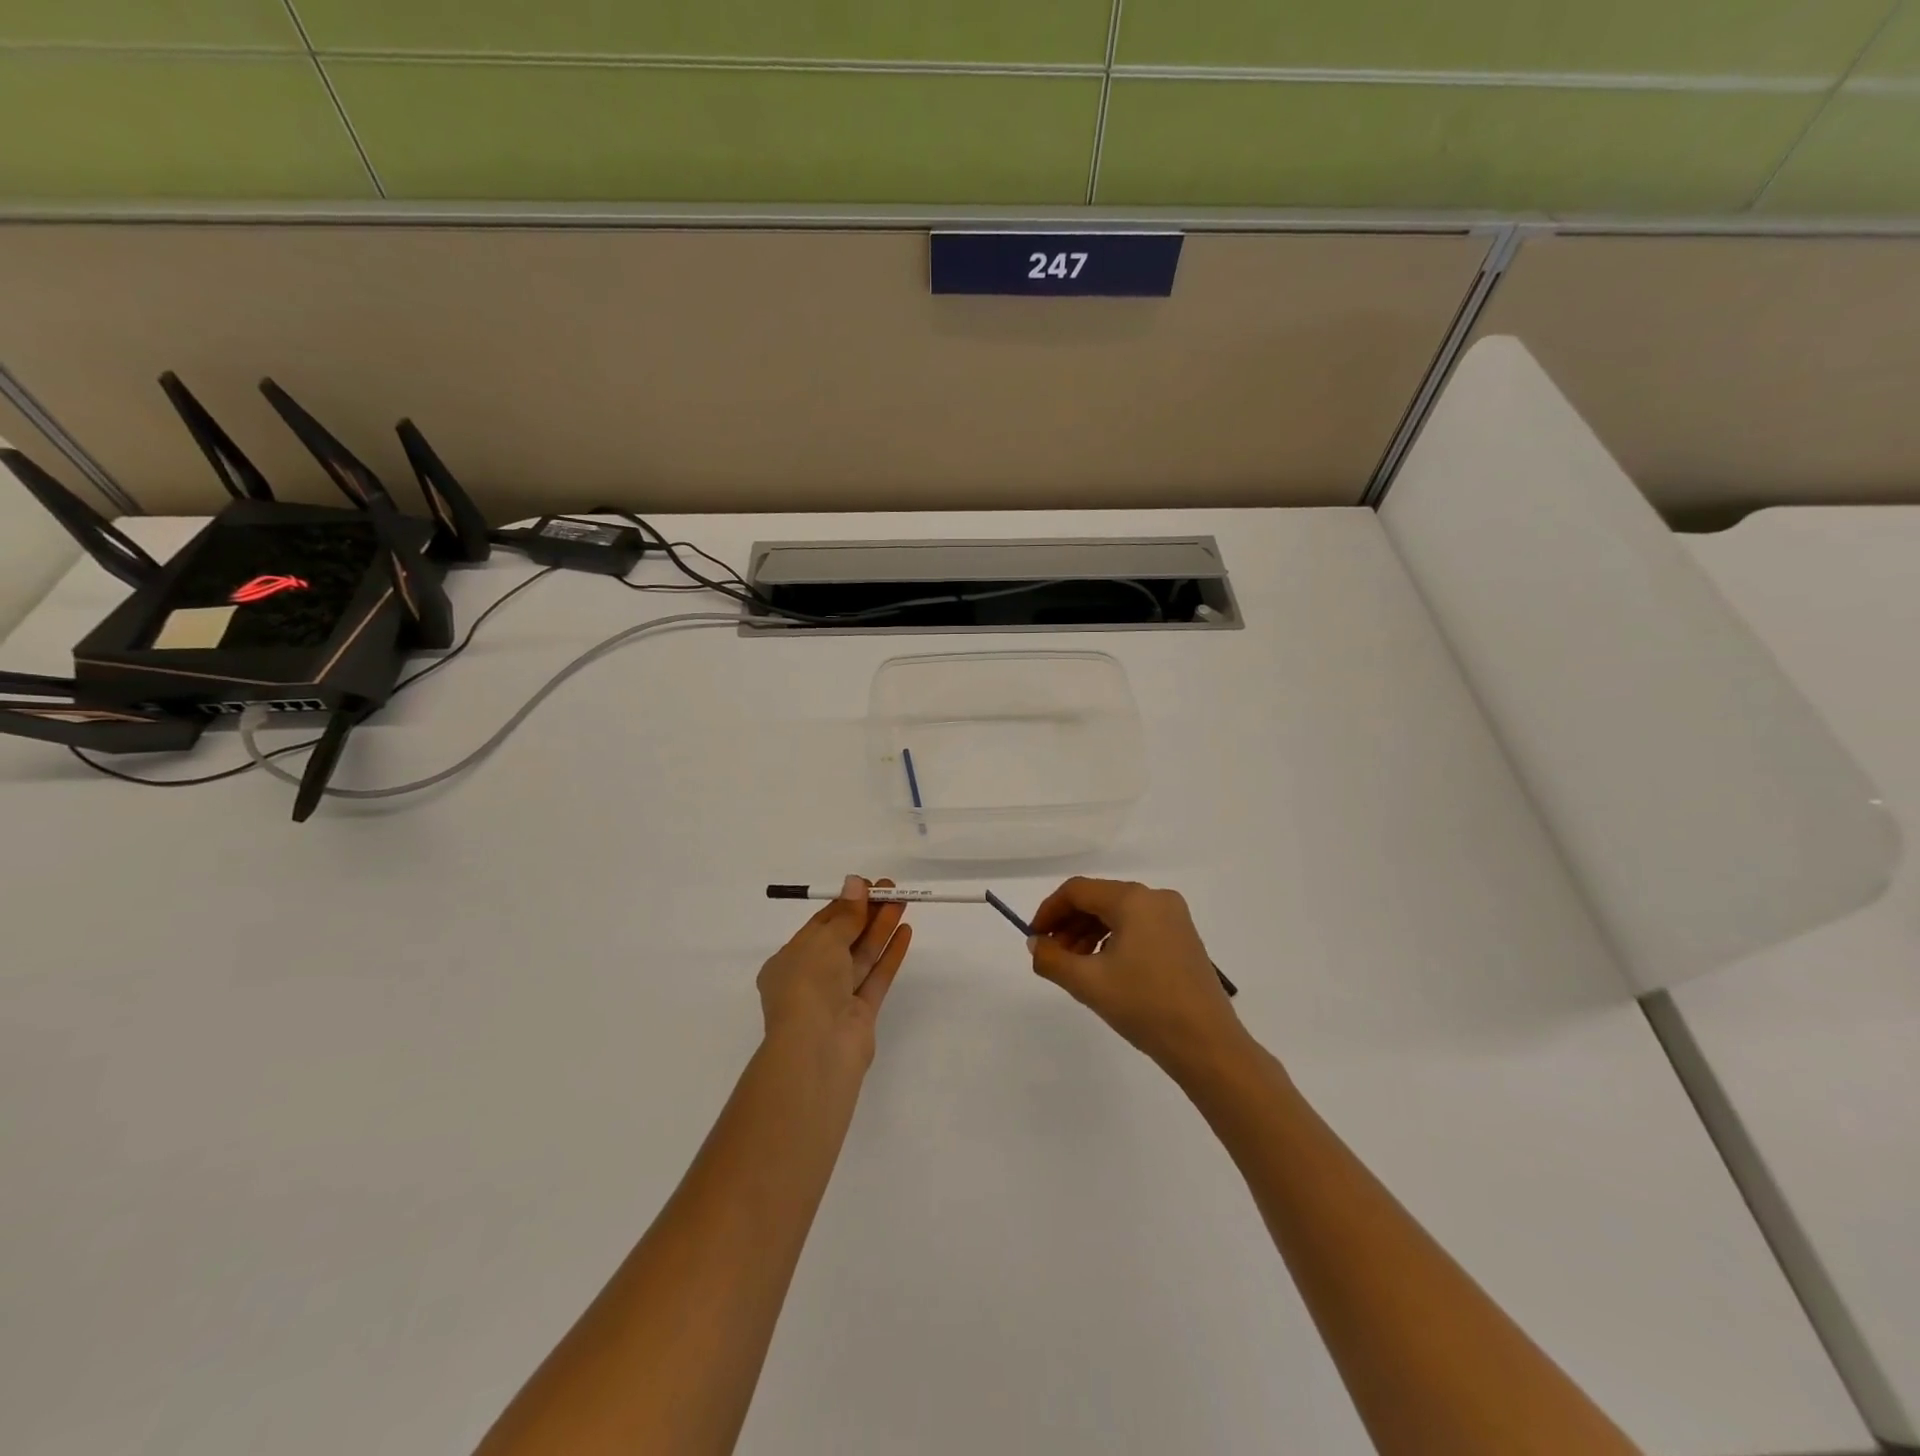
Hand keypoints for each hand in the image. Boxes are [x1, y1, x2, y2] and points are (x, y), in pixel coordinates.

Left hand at [757, 876, 912, 1068]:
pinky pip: (876, 977)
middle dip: (867, 913)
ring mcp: (837, 998)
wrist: (818, 1048)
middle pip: (844, 938)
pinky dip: (890, 954)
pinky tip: (905, 931)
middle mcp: (811, 978)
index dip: (845, 903)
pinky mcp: (861, 1014)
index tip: (868, 886)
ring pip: (862, 956)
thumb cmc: (809, 985)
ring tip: (902, 902)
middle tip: (891, 889)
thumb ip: (845, 914)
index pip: (820, 925)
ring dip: (881, 928)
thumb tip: (855, 882)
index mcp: (789, 961)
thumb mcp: (824, 940)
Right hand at [1029, 877, 1244, 1076]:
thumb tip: (1036, 944)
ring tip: (1073, 966)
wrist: (1208, 1045)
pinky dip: (1113, 941)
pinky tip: (1103, 969)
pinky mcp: (1184, 939)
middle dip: (1069, 924)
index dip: (1049, 911)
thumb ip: (1052, 959)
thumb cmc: (1145, 1006)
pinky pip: (1138, 927)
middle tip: (1051, 955)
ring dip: (1089, 934)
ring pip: (1118, 914)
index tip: (1034, 938)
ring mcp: (1174, 918)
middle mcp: (1156, 899)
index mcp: (1133, 900)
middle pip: (1099, 899)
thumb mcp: (1088, 983)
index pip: (1078, 891)